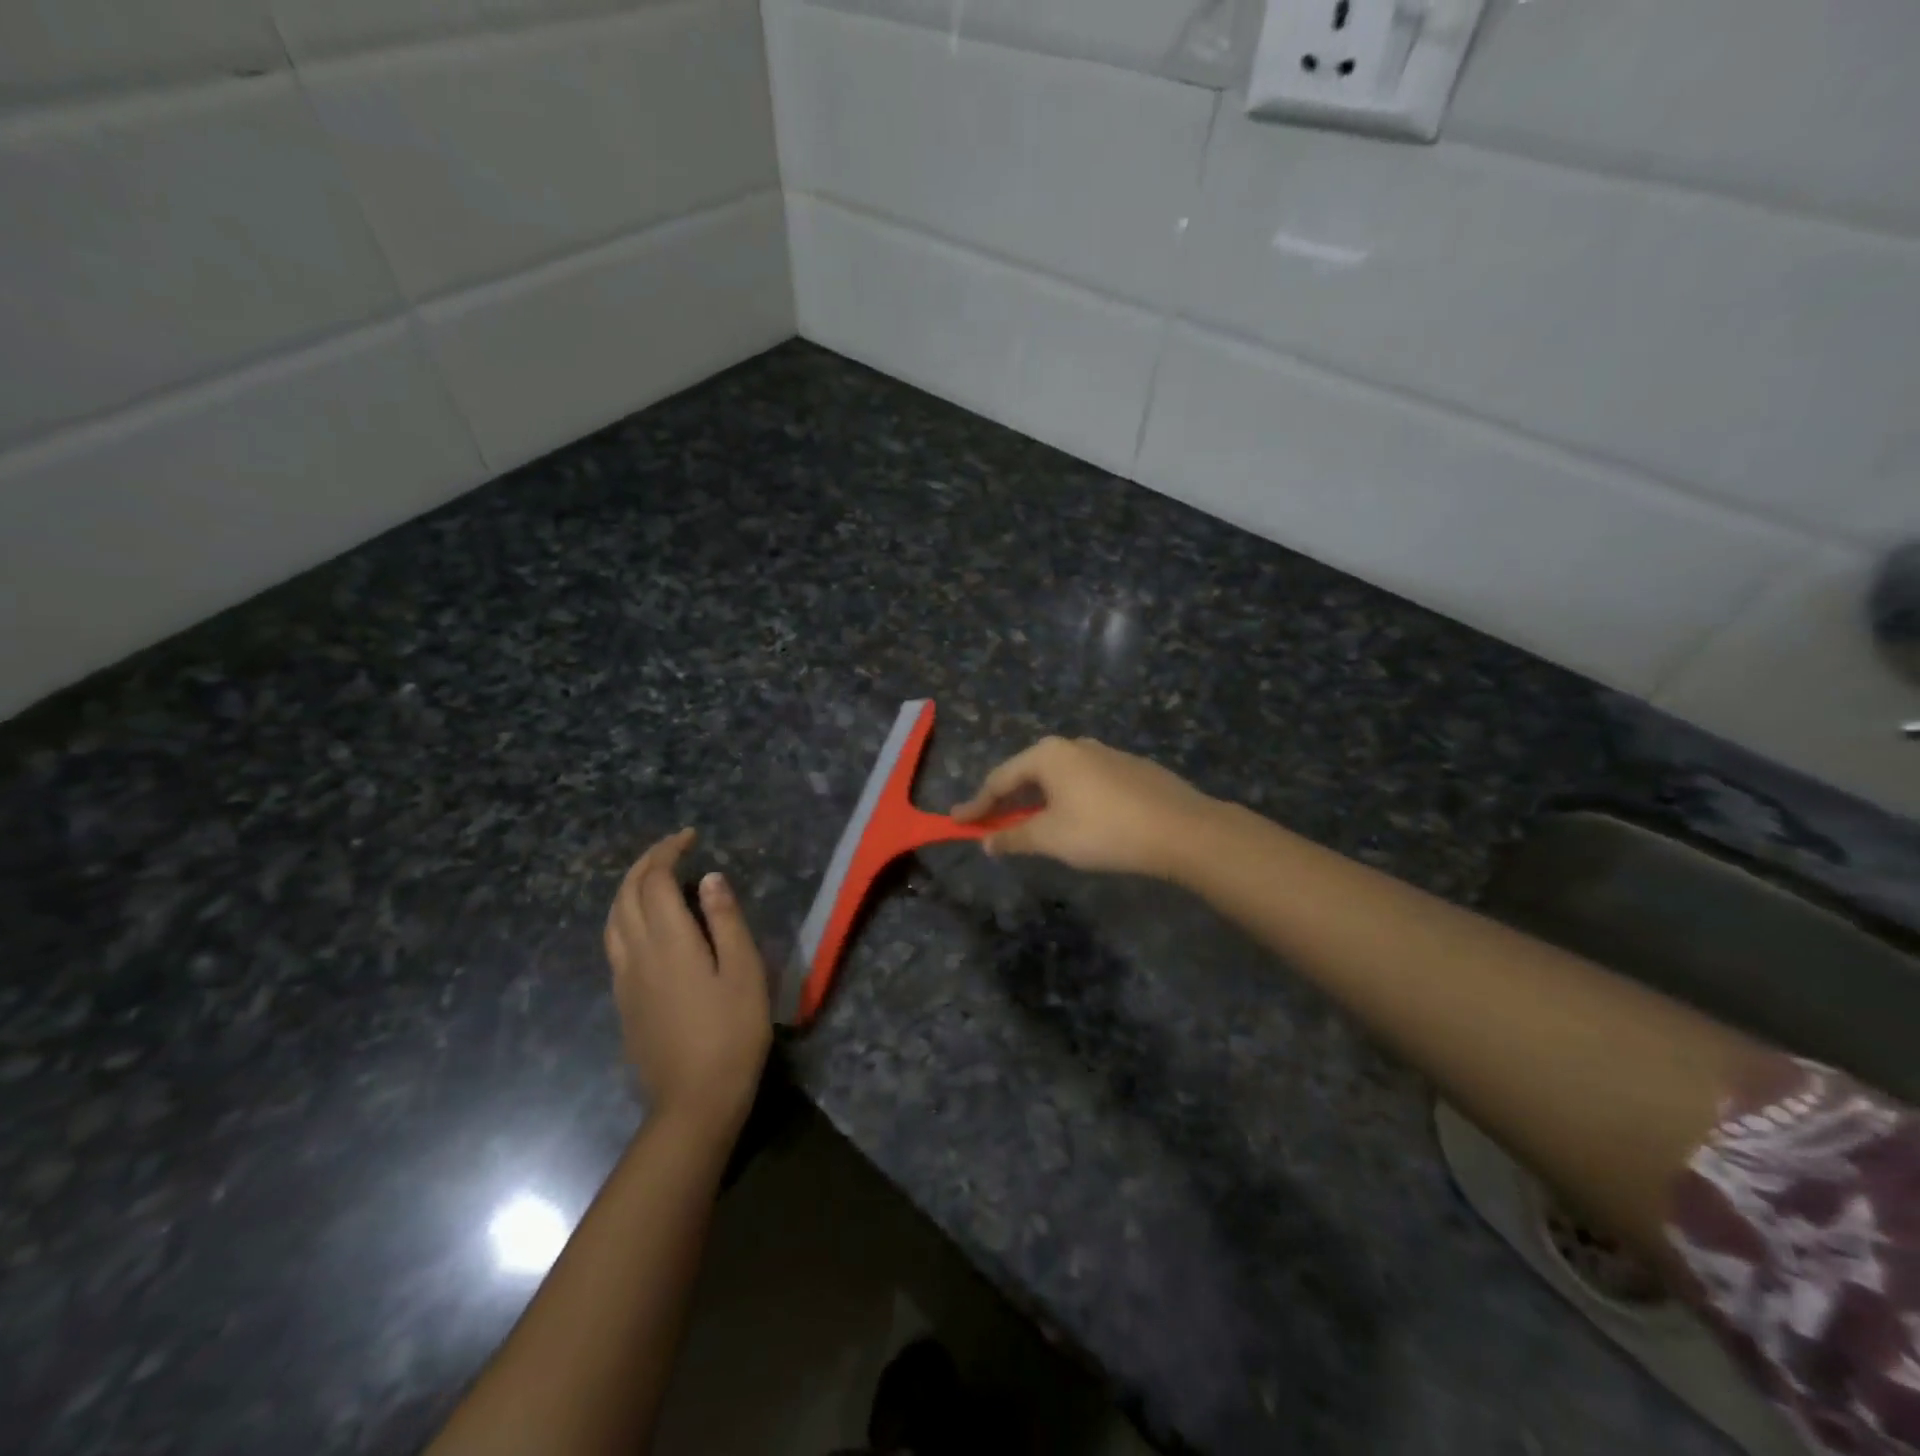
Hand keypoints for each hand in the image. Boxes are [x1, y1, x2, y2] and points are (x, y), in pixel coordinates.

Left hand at [604, 830, 771, 1135]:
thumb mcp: (744, 972)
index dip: (668, 852)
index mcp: (668, 942)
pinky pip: (614, 942)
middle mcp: (637, 953)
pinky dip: (625, 915)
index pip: (655, 881)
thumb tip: (709, 878)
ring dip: (629, 887)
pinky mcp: (623, 1001)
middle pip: (627, 894)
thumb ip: (726, 920)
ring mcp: (624, 979)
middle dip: (646, 863)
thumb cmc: (732, 1033)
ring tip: (654, 877)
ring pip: (613, 918)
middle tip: (674, 848)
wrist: (694, 1101)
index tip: (690, 837)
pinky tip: (644, 924)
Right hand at [951, 737, 1219, 879]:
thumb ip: (1013, 837)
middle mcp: (1074, 745)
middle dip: (1008, 800)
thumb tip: (986, 842)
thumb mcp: (1051, 838)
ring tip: (1031, 824)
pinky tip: (1076, 819)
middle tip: (991, 823)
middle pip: (1028, 773)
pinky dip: (1068, 799)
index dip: (977, 804)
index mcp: (1048, 755)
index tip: (957, 821)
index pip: (999, 779)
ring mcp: (1105, 753)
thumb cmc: (1104, 830)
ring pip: (1059, 777)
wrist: (1181, 829)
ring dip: (1039, 800)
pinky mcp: (1130, 768)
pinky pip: (1085, 782)